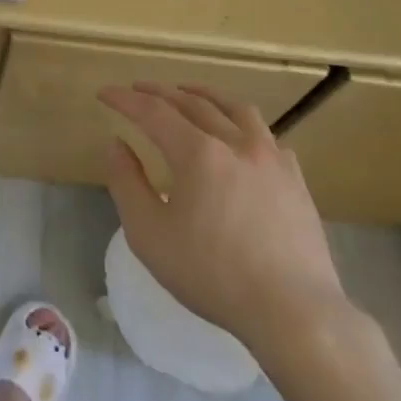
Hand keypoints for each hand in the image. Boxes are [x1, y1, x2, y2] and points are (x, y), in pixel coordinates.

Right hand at [98, 82, 353, 365]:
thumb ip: (127, 183)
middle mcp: (236, 143)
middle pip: (193, 103)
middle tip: (137, 89)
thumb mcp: (149, 234)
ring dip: (205, 96)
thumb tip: (116, 144)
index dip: (126, 99)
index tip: (105, 93)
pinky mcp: (295, 180)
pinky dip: (242, 124)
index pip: (153, 112)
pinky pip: (266, 136)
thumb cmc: (212, 275)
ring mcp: (271, 159)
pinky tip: (239, 136)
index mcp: (198, 154)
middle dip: (160, 92)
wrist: (294, 311)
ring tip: (188, 93)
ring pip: (235, 110)